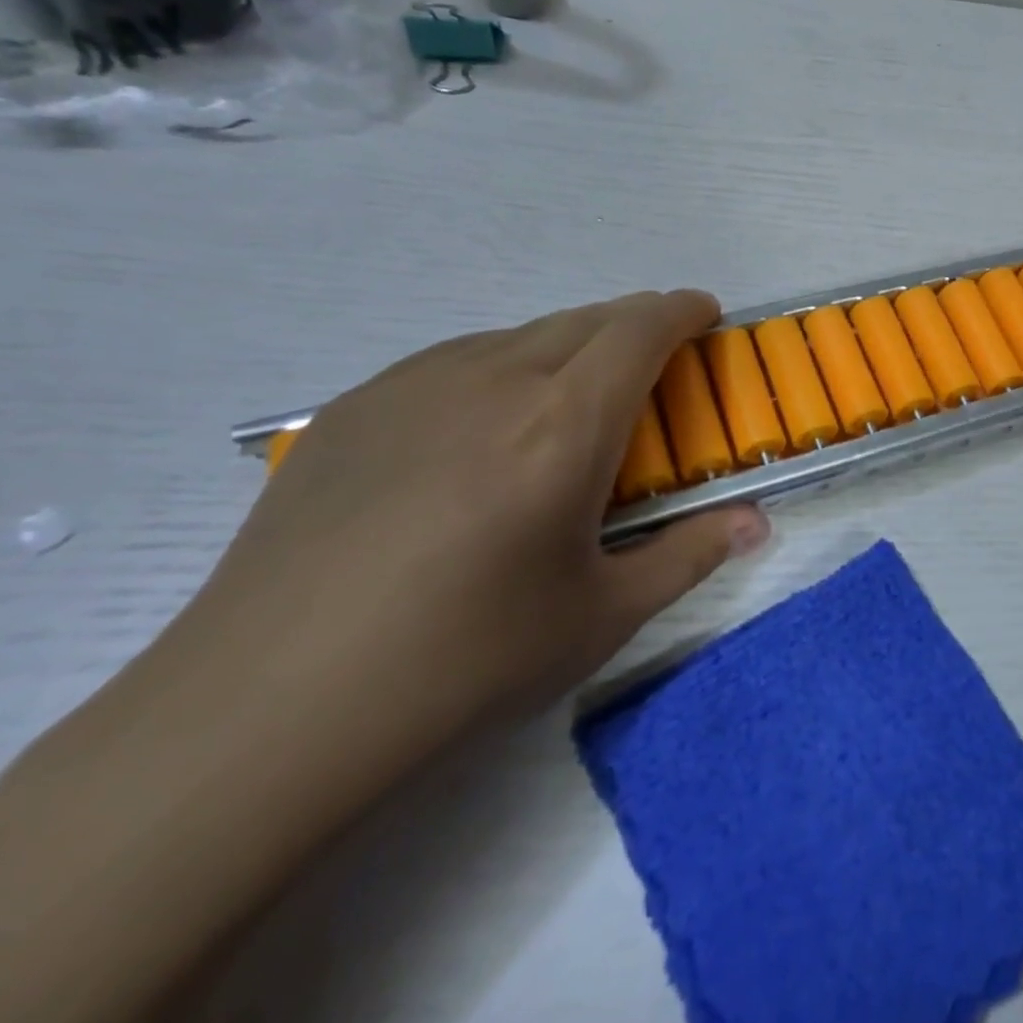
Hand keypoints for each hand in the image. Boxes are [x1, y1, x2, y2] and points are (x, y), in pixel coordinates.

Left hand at [181, 289, 766, 755]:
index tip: (705, 315)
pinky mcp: (356, 405)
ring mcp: (415, 384)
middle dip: (636, 325)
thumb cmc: (464, 661)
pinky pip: (458, 360)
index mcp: (564, 424)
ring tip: (571, 405)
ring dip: (570, 347)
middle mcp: (494, 378)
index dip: (682, 311)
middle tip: (654, 367)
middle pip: (587, 318)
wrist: (266, 710)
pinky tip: (484, 435)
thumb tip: (757, 524)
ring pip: (521, 334)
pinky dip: (504, 369)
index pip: (641, 330)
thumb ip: (691, 554)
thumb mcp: (602, 615)